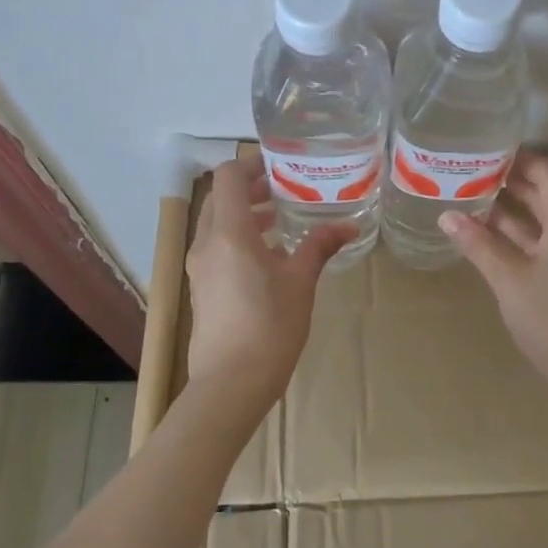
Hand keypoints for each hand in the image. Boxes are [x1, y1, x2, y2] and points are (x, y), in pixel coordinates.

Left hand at [185, 153, 354, 400]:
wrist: (231, 383)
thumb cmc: (270, 326)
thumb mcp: (301, 282)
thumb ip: (319, 247)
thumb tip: (348, 227)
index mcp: (229, 233)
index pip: (228, 177)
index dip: (252, 164)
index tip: (281, 167)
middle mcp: (206, 243)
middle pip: (220, 199)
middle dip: (251, 190)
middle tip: (286, 191)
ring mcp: (199, 267)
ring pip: (217, 225)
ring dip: (245, 216)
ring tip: (282, 222)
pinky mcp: (201, 288)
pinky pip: (216, 248)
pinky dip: (238, 240)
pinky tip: (269, 258)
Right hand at [440, 154, 547, 399]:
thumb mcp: (509, 277)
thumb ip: (479, 244)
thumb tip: (446, 214)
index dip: (522, 159)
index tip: (489, 149)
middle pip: (540, 195)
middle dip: (508, 181)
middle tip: (469, 170)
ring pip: (533, 222)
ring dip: (505, 210)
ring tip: (466, 196)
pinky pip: (528, 246)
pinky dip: (506, 237)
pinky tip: (478, 237)